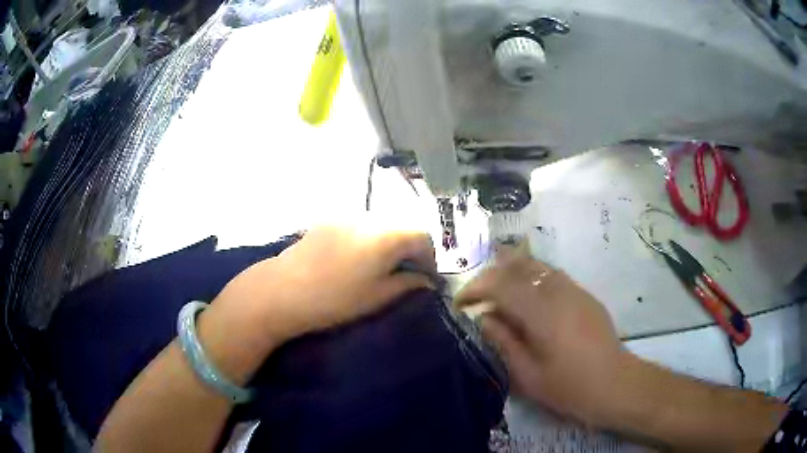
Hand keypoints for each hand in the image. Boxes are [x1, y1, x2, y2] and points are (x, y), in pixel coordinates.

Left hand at [208, 223, 436, 346]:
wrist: (283, 290)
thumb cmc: (335, 299)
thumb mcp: (378, 297)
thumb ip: (407, 284)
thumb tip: (425, 281)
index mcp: (386, 236)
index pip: (423, 236)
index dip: (429, 258)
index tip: (425, 279)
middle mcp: (369, 218)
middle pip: (402, 227)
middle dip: (409, 250)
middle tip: (405, 275)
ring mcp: (345, 217)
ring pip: (380, 226)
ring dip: (388, 244)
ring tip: (380, 268)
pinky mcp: (327, 222)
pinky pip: (358, 227)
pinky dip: (368, 240)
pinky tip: (355, 260)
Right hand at [455, 243, 625, 426]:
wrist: (614, 384)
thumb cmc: (568, 386)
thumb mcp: (527, 373)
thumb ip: (503, 341)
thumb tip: (484, 317)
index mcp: (541, 312)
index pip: (500, 284)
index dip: (476, 288)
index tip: (461, 303)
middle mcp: (557, 291)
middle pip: (519, 265)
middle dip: (493, 273)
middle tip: (478, 293)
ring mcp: (574, 290)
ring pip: (538, 266)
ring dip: (514, 271)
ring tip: (499, 290)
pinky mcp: (585, 295)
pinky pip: (553, 276)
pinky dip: (534, 278)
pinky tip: (530, 297)